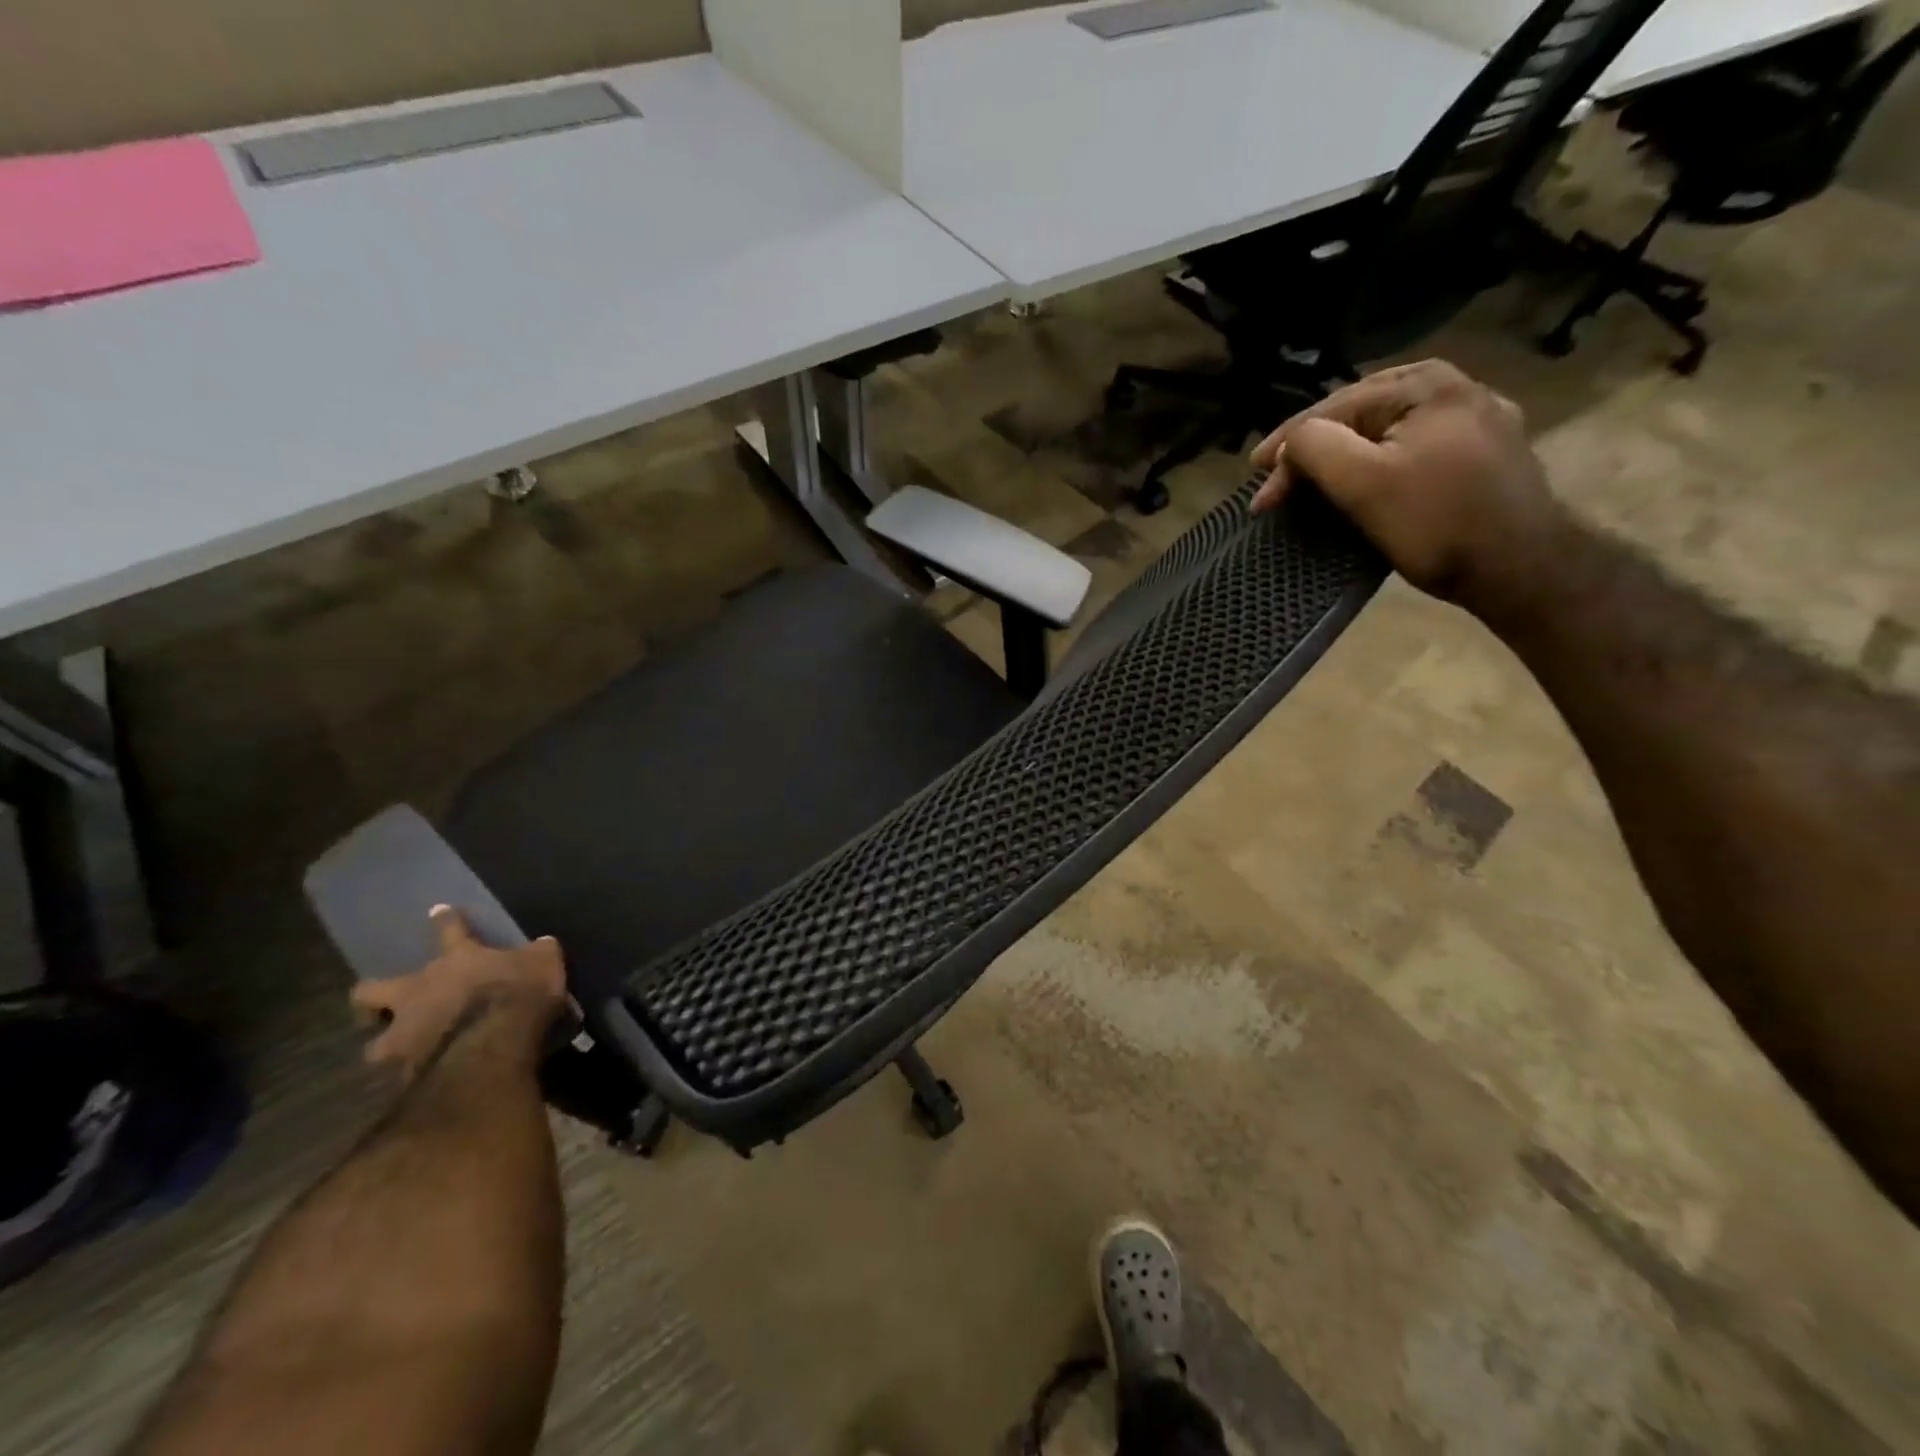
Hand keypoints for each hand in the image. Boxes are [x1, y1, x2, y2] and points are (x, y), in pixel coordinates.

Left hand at [350, 906, 567, 1079]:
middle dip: (371, 997)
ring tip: (402, 1053)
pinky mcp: (404, 1070)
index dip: (446, 920)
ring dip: (387, 1046)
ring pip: (375, 1043)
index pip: (450, 930)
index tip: (437, 911)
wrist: (495, 1042)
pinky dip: (408, 1076)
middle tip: (383, 1007)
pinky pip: (399, 1074)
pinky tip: (423, 1080)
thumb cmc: (520, 991)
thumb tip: (541, 945)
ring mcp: (405, 1032)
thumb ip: (538, 953)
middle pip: (371, 990)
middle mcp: (420, 991)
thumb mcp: (544, 962)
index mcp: (457, 960)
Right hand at [1248, 360, 1566, 609]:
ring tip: (1310, 484)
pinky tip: (1363, 485)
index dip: (1287, 446)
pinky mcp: (1485, 455)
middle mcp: (1455, 388)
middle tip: (1277, 484)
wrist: (1522, 568)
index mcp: (1426, 383)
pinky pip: (1411, 450)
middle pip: (1359, 416)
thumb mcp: (1364, 483)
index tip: (1255, 481)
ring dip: (1342, 460)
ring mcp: (1476, 421)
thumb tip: (1290, 442)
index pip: (1334, 407)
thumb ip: (1316, 448)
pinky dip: (1376, 467)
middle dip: (1313, 450)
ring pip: (1385, 434)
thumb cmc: (1436, 523)